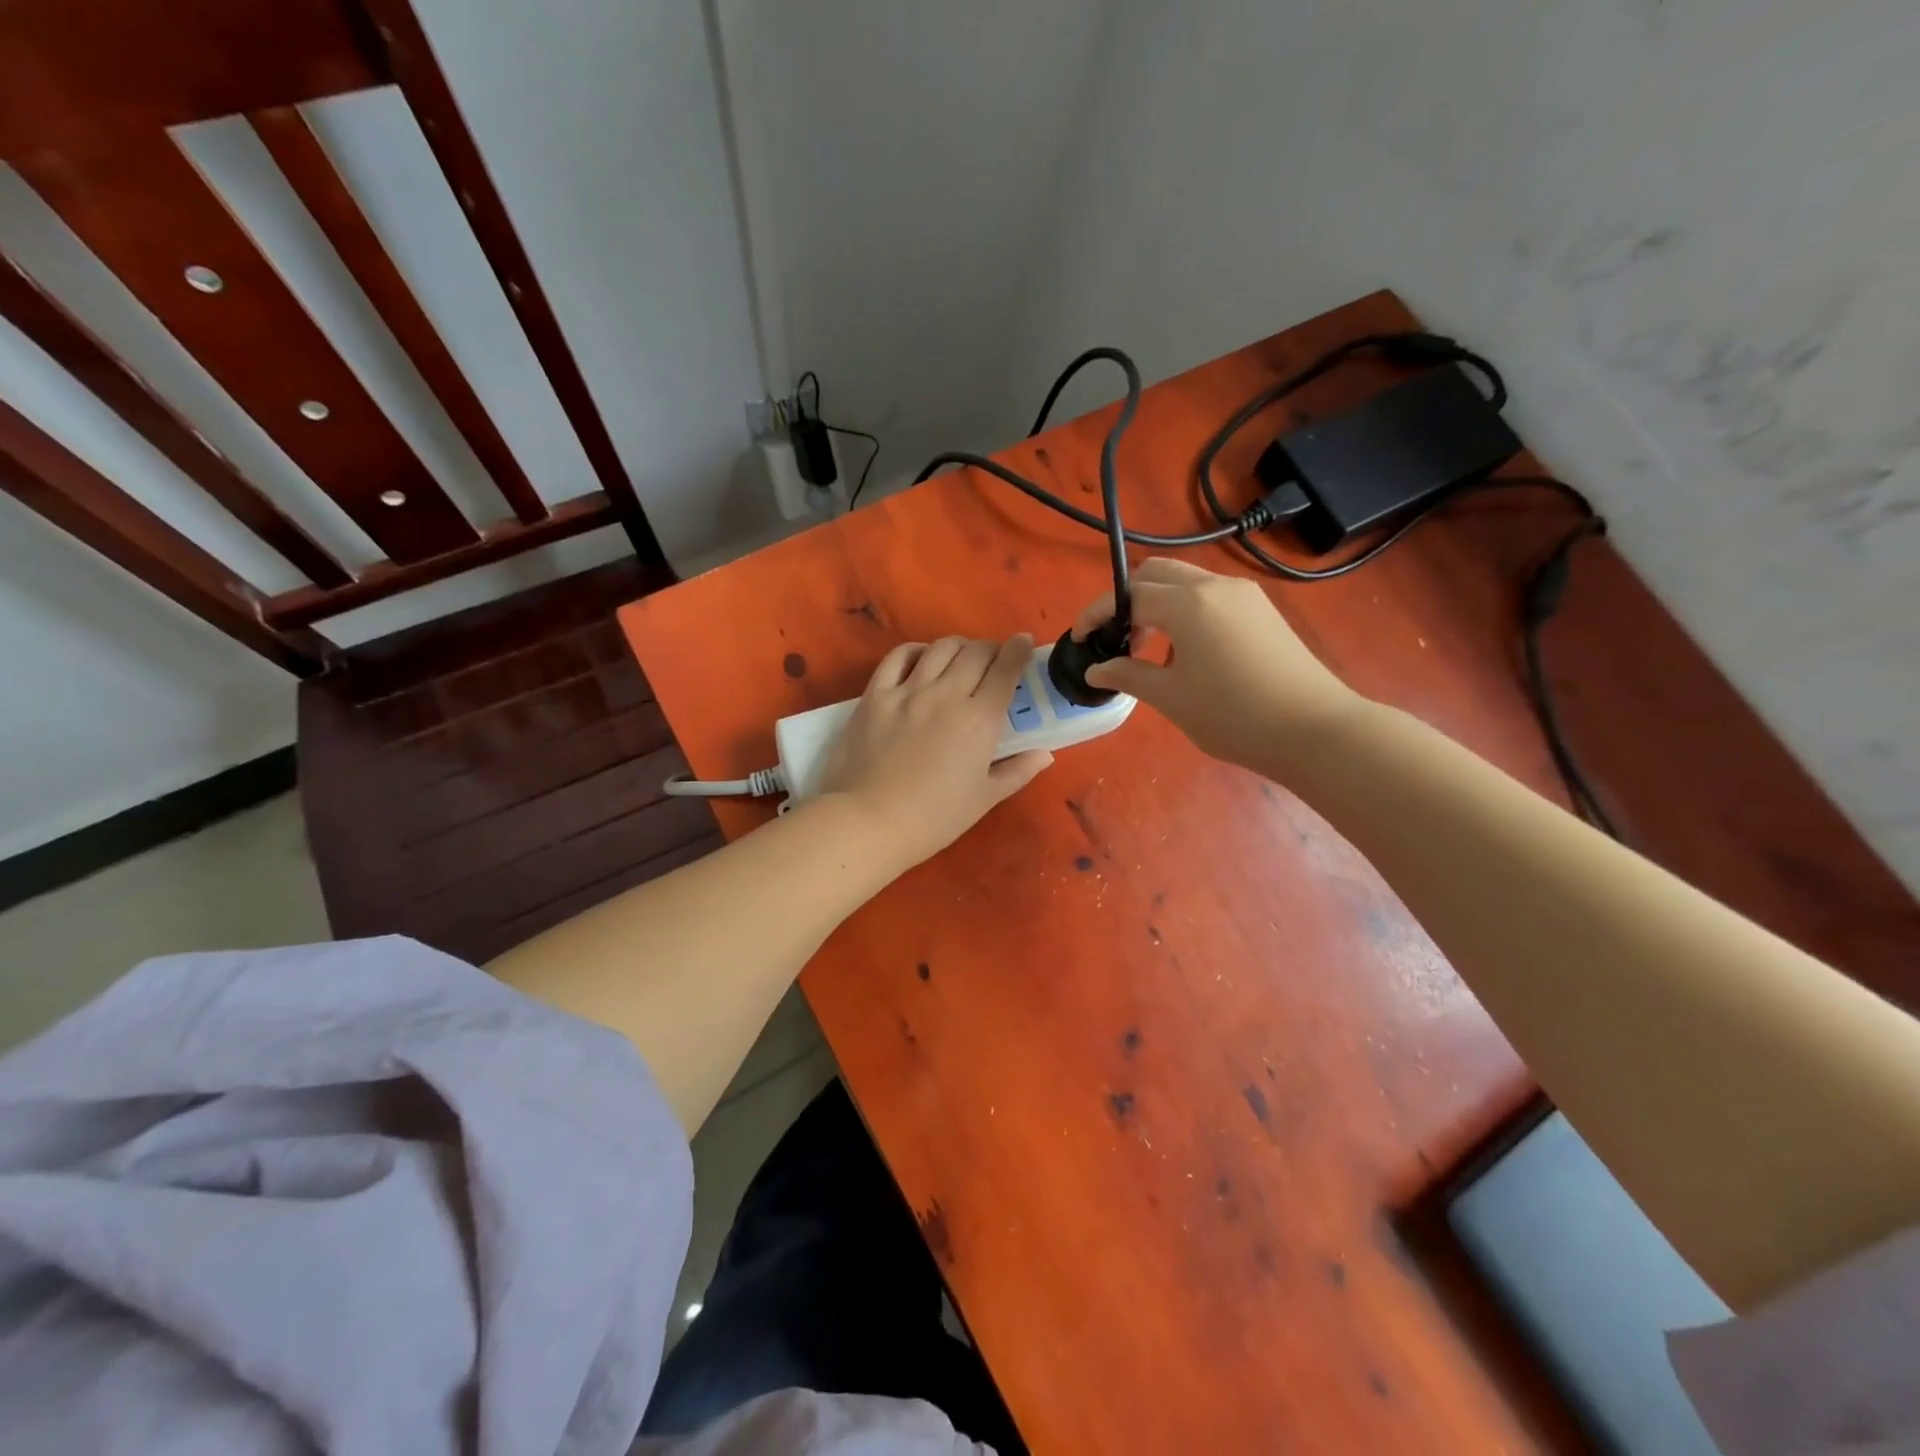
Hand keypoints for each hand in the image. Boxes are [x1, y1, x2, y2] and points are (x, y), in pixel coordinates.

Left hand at [817, 635, 1052, 868]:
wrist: (871, 821)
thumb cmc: (935, 817)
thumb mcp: (985, 799)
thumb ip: (1017, 771)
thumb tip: (1044, 753)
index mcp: (980, 719)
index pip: (1006, 669)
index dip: (1018, 650)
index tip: (1023, 643)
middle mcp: (947, 694)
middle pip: (975, 652)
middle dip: (991, 648)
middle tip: (993, 659)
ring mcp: (908, 691)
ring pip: (940, 648)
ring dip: (958, 646)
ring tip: (961, 657)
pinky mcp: (876, 694)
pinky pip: (898, 657)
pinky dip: (915, 650)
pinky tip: (921, 658)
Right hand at [1074, 558, 1361, 773]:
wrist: (1314, 730)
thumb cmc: (1233, 714)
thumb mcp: (1170, 697)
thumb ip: (1127, 674)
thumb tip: (1095, 669)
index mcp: (1188, 603)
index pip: (1128, 595)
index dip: (1096, 615)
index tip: (1079, 640)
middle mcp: (1215, 586)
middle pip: (1156, 573)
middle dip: (1127, 600)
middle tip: (1116, 640)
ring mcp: (1243, 595)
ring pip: (1185, 582)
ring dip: (1157, 604)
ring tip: (1147, 650)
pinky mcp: (1261, 610)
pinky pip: (1210, 597)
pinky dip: (1184, 611)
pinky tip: (1185, 652)